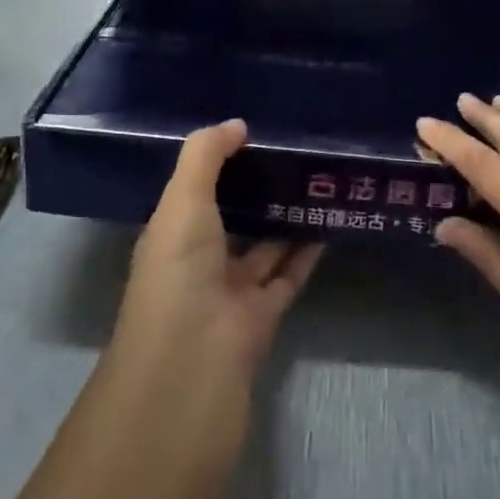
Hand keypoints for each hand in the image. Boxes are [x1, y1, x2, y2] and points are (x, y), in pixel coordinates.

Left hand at [110, 120, 323, 404]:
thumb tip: (238, 124)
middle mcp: (197, 262)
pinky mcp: (262, 319)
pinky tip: (330, 222)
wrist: (192, 373)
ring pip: (263, 246)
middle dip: (257, 188)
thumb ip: (205, 156)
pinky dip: (306, 252)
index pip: (194, 190)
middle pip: (231, 217)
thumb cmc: (179, 276)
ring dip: (287, 218)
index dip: (219, 162)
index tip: (256, 131)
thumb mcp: (182, 202)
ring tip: (320, 179)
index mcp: (170, 235)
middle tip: (297, 151)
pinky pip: (288, 275)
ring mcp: (229, 294)